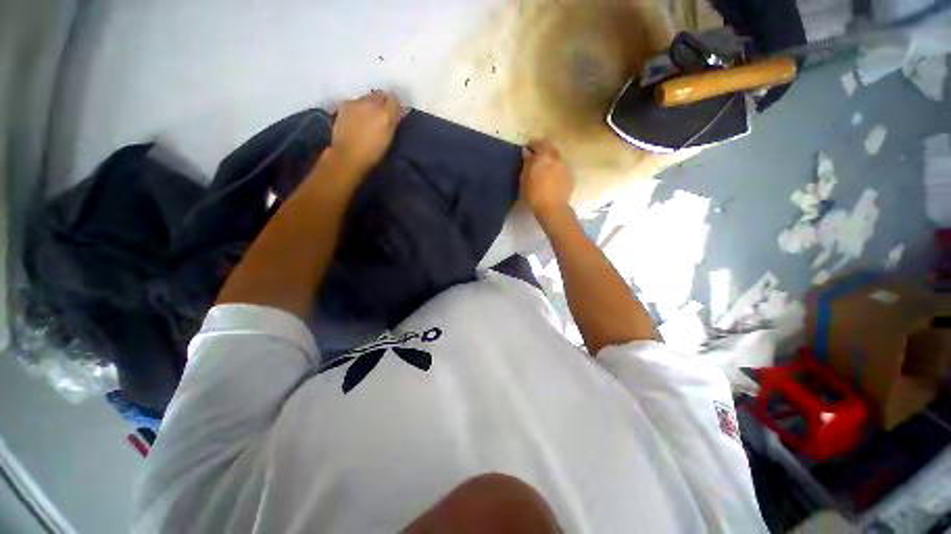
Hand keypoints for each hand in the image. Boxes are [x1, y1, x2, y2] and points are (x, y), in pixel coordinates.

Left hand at [330, 90, 403, 176]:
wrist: (348, 155)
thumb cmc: (373, 152)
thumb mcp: (390, 137)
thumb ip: (395, 120)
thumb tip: (403, 108)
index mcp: (385, 113)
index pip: (394, 98)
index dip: (395, 105)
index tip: (395, 113)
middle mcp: (371, 103)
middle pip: (379, 94)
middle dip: (382, 102)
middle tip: (381, 116)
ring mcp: (356, 102)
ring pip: (367, 98)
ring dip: (369, 105)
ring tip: (368, 119)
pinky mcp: (344, 105)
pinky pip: (355, 102)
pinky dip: (358, 108)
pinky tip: (356, 120)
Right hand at [519, 140, 573, 220]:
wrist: (552, 208)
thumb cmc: (534, 194)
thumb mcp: (524, 178)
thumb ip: (527, 163)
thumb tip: (527, 152)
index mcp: (544, 156)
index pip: (539, 143)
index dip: (532, 144)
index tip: (528, 147)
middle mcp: (557, 157)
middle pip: (550, 148)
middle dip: (543, 150)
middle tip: (536, 156)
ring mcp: (566, 166)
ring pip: (557, 157)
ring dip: (551, 159)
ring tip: (545, 168)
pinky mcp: (570, 176)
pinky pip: (562, 167)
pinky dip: (556, 169)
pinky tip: (552, 177)